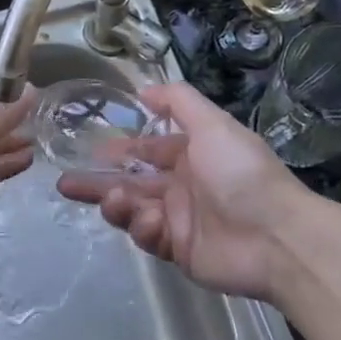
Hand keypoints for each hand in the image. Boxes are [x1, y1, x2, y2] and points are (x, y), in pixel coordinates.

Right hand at [57, 82, 340, 302]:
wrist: (275, 237)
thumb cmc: (241, 174)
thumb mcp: (212, 124)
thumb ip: (178, 101)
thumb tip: (142, 88)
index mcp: (191, 155)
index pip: (148, 149)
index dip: (120, 149)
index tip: (91, 150)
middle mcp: (181, 186)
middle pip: (130, 182)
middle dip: (98, 182)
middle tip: (65, 183)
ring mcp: (178, 220)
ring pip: (132, 210)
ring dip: (116, 203)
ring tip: (111, 200)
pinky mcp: (177, 251)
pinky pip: (147, 237)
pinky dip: (142, 227)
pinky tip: (149, 222)